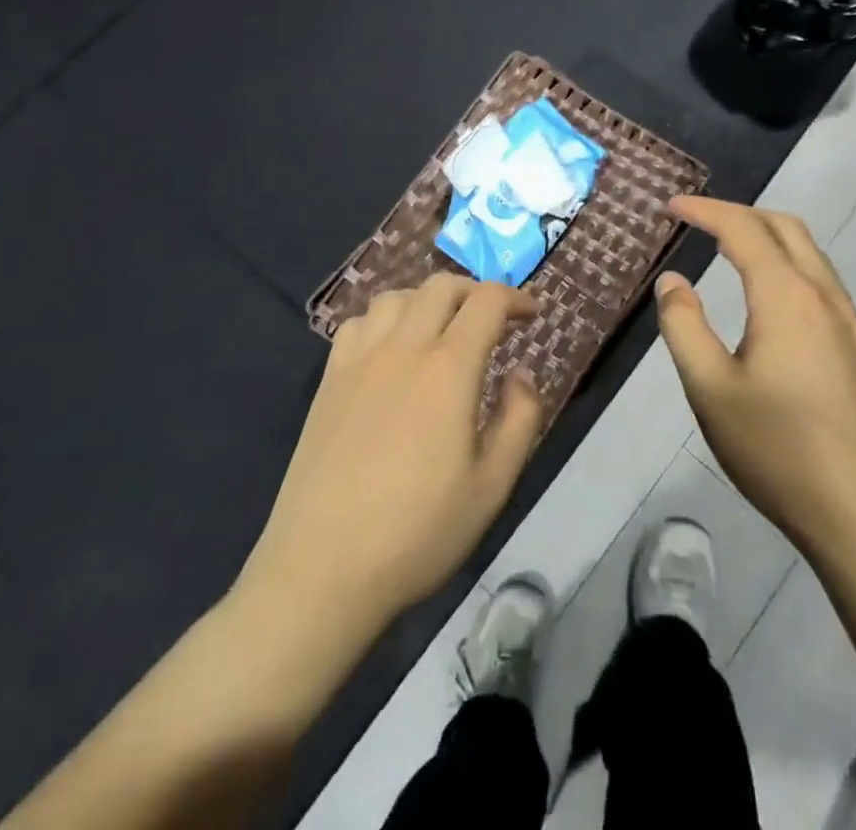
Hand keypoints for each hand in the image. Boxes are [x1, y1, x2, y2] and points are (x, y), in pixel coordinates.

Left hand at [246, 274, 542, 632]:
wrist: (322, 568)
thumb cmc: (418, 532)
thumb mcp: (492, 487)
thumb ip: (519, 420)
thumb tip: (519, 375)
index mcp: (448, 369)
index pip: (486, 302)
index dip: (515, 298)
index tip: (532, 315)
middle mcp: (403, 348)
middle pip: (441, 287)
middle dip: (475, 292)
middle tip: (493, 320)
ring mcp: (359, 361)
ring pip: (396, 297)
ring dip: (428, 300)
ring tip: (442, 330)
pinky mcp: (328, 380)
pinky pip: (357, 323)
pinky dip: (384, 319)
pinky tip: (390, 349)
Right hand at [655, 197, 855, 561]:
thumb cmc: (779, 450)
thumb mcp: (710, 389)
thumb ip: (684, 326)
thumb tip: (673, 281)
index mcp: (786, 296)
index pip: (742, 229)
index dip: (704, 210)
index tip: (671, 205)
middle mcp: (824, 295)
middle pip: (785, 227)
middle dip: (739, 213)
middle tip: (699, 221)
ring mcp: (849, 321)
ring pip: (808, 253)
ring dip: (767, 236)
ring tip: (728, 248)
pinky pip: (820, 280)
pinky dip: (787, 263)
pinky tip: (769, 297)